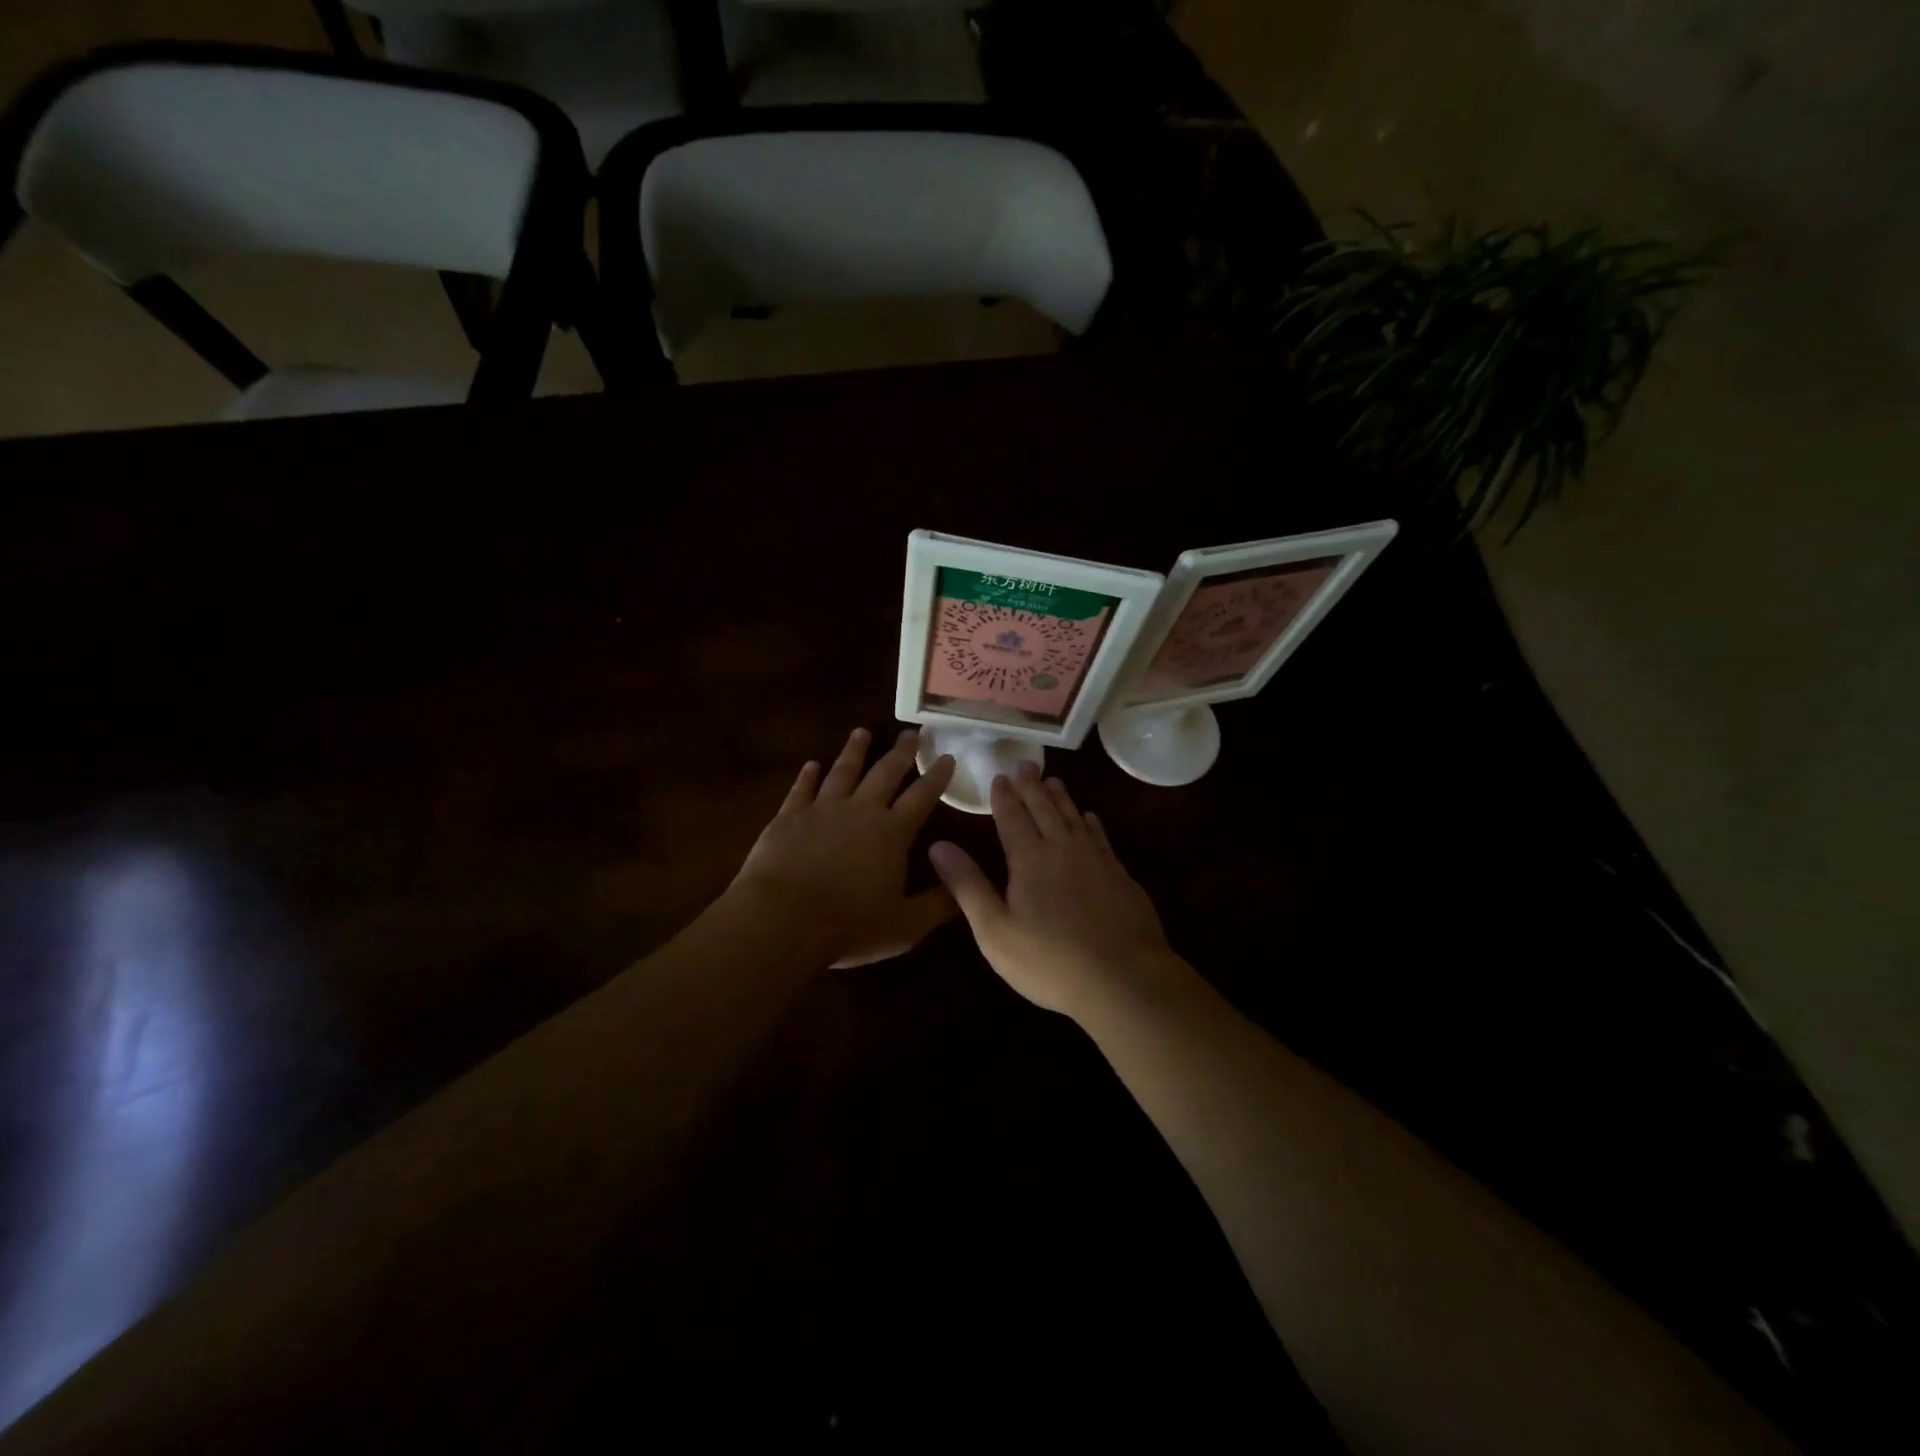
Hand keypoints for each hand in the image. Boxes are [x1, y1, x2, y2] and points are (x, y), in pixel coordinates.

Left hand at [729, 727, 957, 967]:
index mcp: (892, 833)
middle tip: (913, 732)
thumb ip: (937, 905)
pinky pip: (801, 789)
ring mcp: (822, 810)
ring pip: (843, 771)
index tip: (947, 756)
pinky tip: (811, 765)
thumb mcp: (905, 926)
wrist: (782, 919)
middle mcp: (861, 811)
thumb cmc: (849, 926)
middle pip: (885, 773)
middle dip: (902, 752)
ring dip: (855, 751)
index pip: (922, 797)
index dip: (937, 777)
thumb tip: (964, 887)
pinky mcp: (788, 817)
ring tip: (862, 732)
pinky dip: (808, 775)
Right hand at [928, 762, 1186, 1019]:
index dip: (1004, 797)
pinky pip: (1101, 837)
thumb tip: (938, 845)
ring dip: (1061, 797)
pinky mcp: (1120, 876)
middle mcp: (1063, 849)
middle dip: (1032, 786)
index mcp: (1029, 859)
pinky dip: (1091, 822)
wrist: (1124, 978)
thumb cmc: (1049, 961)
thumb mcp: (995, 930)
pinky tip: (1090, 818)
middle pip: (1045, 809)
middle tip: (1026, 764)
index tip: (999, 776)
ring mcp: (1096, 860)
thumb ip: (967, 885)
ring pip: (1074, 817)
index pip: (1012, 818)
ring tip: (1053, 780)